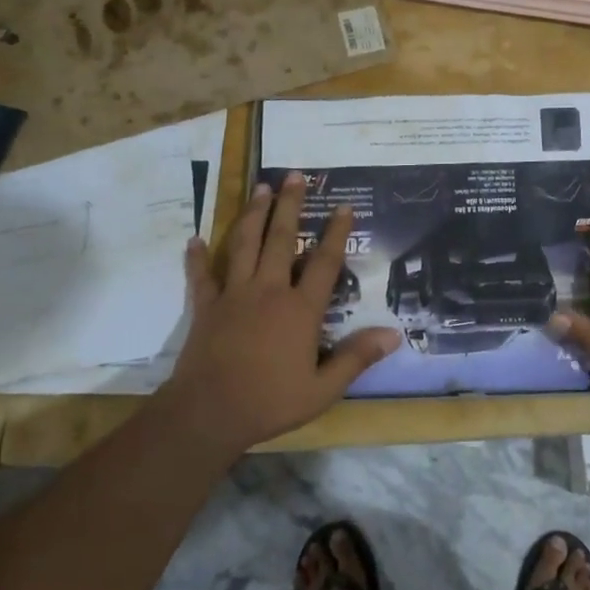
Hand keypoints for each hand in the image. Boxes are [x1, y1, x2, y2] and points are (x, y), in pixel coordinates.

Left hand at [161, 172, 399, 454]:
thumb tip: (393, 334)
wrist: (207, 414)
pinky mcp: (207, 307)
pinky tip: (195, 239)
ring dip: (253, 215)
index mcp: (300, 309)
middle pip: (281, 239)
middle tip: (295, 175)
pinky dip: (199, 257)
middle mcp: (269, 291)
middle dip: (290, 205)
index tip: (344, 206)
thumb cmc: (270, 402)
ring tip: (261, 188)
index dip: (336, 233)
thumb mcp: (323, 389)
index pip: (324, 262)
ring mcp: (234, 295)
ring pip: (244, 245)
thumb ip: (356, 358)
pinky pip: (203, 276)